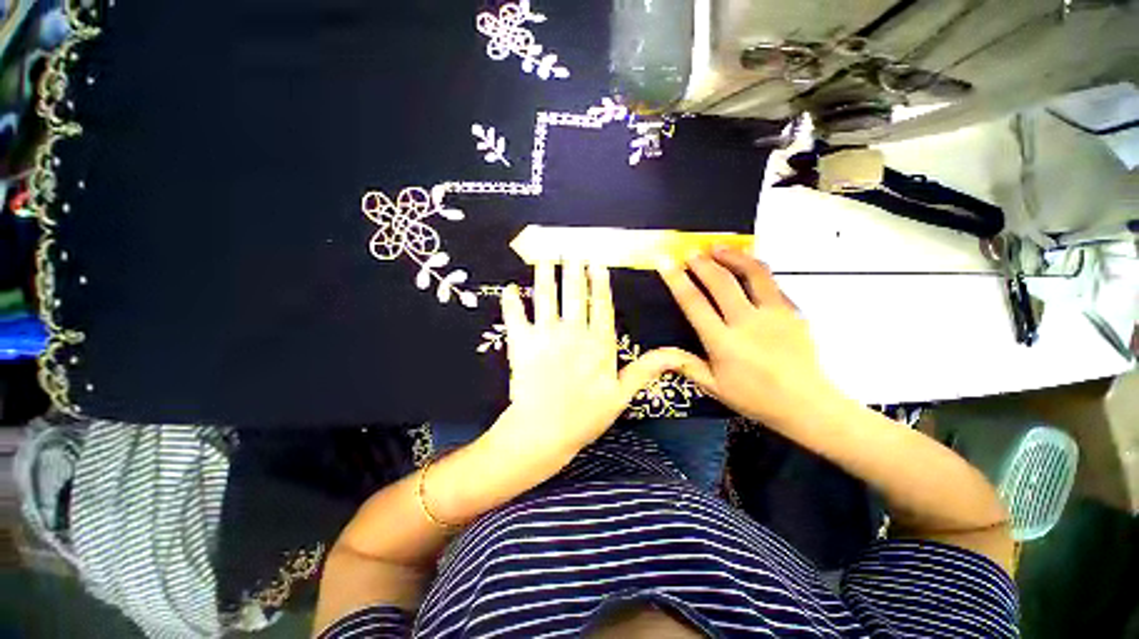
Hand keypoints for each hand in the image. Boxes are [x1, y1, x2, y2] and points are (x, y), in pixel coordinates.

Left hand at [495, 261, 689, 455]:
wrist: (543, 432)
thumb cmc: (585, 416)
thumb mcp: (622, 396)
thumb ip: (645, 370)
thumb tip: (677, 354)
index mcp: (598, 343)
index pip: (601, 305)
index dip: (599, 283)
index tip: (596, 263)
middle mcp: (573, 332)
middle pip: (573, 294)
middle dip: (573, 271)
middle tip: (571, 251)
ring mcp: (545, 335)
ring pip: (546, 297)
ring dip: (545, 275)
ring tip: (545, 258)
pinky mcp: (521, 343)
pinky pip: (515, 317)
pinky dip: (511, 302)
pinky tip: (509, 288)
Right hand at [657, 247, 843, 429]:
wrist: (806, 404)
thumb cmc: (755, 398)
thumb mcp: (714, 388)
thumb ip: (686, 365)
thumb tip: (657, 353)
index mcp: (723, 342)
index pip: (694, 303)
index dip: (677, 280)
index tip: (666, 262)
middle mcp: (747, 323)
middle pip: (722, 282)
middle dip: (703, 263)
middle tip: (691, 252)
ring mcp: (774, 314)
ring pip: (753, 273)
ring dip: (733, 256)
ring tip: (718, 247)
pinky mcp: (793, 311)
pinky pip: (772, 283)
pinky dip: (755, 270)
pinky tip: (747, 267)